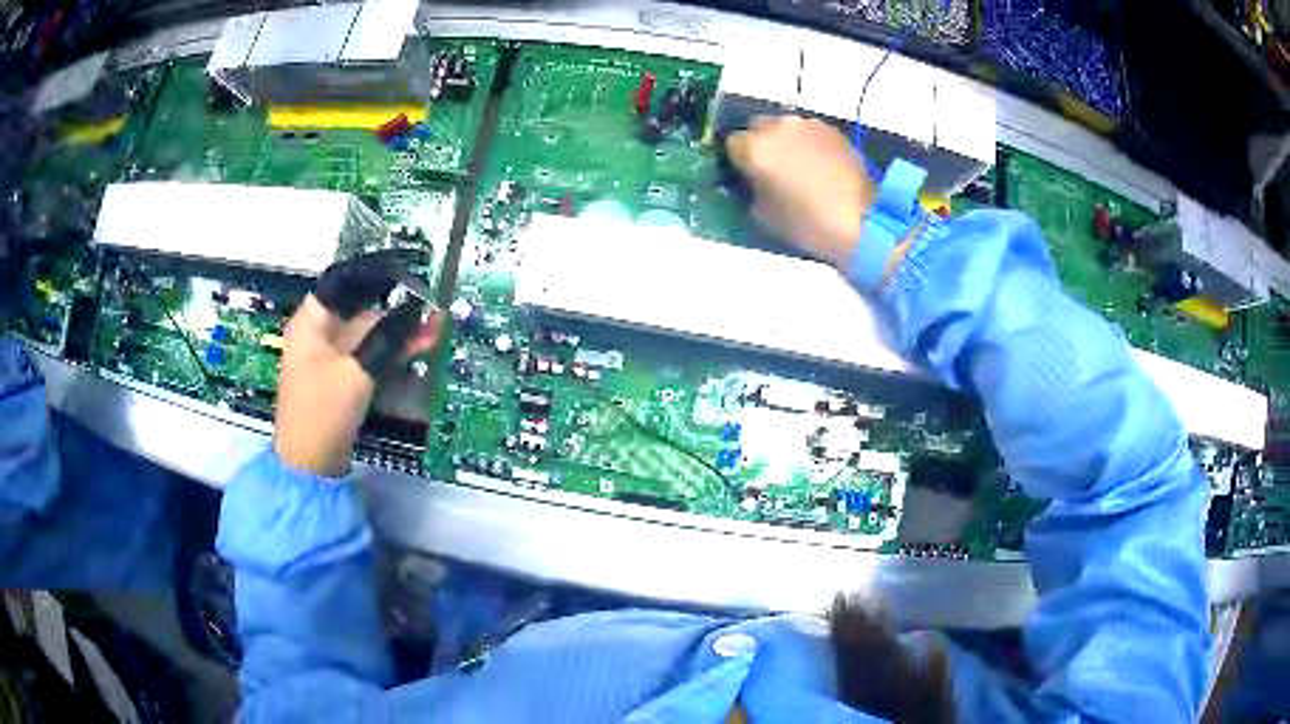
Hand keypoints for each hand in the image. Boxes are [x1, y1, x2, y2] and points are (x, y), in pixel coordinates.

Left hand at [274, 252, 443, 476]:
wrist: (310, 464)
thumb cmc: (323, 412)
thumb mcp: (357, 372)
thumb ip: (386, 337)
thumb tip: (413, 310)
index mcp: (312, 322)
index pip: (343, 281)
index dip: (373, 273)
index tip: (404, 271)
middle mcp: (319, 332)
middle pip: (360, 309)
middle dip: (396, 307)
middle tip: (430, 306)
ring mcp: (330, 356)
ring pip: (369, 333)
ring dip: (399, 330)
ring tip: (435, 326)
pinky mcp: (342, 377)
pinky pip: (369, 354)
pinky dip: (392, 350)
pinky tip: (420, 346)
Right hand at [726, 116, 874, 269]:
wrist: (862, 220)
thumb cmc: (807, 223)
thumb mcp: (763, 216)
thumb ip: (751, 191)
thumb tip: (753, 182)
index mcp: (754, 148)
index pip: (732, 143)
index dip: (738, 160)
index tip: (746, 175)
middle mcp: (777, 127)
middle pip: (758, 127)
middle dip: (761, 144)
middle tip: (772, 169)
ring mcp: (807, 124)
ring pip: (785, 127)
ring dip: (785, 142)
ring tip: (798, 167)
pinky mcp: (832, 130)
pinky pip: (809, 132)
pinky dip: (808, 144)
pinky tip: (819, 166)